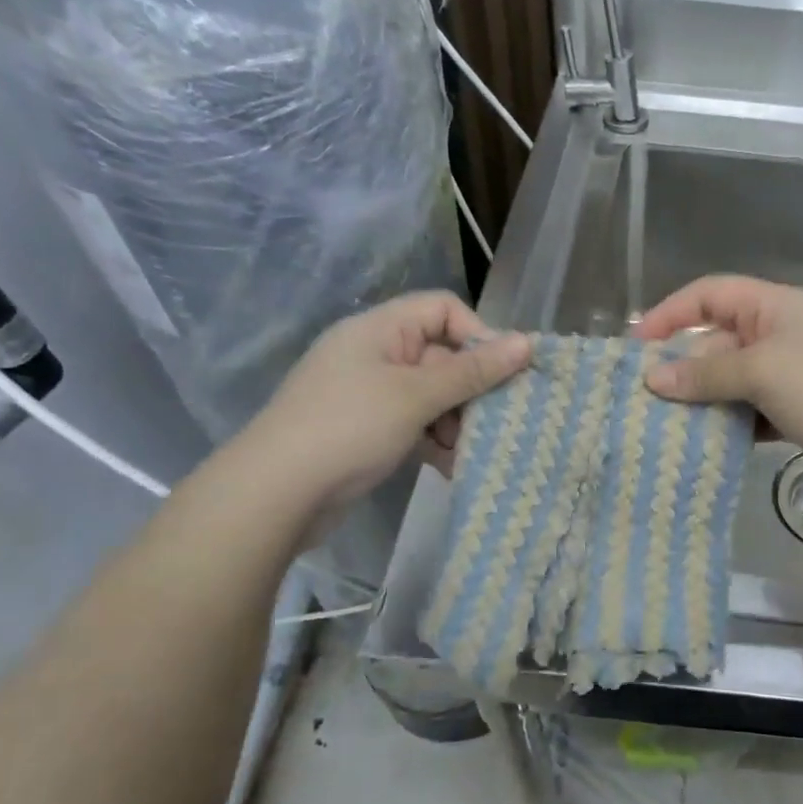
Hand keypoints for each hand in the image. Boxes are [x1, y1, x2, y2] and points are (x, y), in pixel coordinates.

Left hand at [244, 292, 530, 516]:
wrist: (275, 494)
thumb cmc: (349, 429)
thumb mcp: (416, 396)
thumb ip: (473, 371)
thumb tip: (527, 342)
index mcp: (380, 329)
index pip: (443, 309)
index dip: (478, 334)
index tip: (501, 373)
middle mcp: (375, 354)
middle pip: (442, 355)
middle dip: (472, 388)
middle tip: (496, 420)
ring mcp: (369, 393)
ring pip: (433, 394)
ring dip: (457, 420)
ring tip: (469, 451)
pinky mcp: (368, 429)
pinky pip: (415, 423)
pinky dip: (436, 440)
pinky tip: (452, 466)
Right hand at [634, 276, 802, 503]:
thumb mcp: (761, 370)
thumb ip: (706, 374)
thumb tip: (654, 379)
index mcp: (774, 306)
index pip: (711, 294)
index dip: (671, 313)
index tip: (636, 345)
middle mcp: (780, 335)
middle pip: (717, 340)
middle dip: (682, 364)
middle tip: (645, 395)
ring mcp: (789, 377)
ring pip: (731, 381)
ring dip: (702, 399)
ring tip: (664, 422)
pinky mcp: (795, 415)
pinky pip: (748, 412)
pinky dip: (727, 424)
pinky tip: (703, 442)